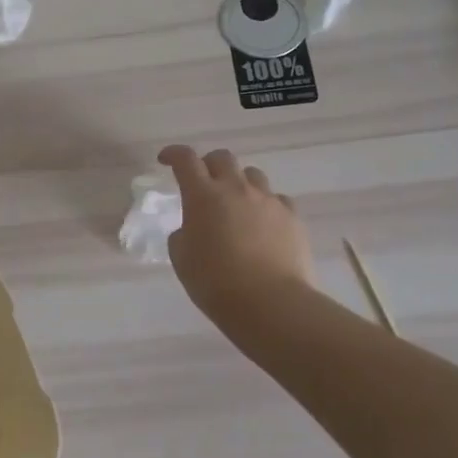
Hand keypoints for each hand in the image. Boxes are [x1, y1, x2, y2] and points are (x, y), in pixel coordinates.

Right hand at [159, 144, 313, 324]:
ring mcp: (268, 201)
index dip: (173, 154)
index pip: (185, 160)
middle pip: (222, 158)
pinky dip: (265, 205)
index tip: (165, 160)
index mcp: (203, 196)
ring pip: (252, 175)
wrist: (270, 303)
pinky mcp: (292, 217)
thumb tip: (193, 228)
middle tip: (202, 182)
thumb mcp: (182, 258)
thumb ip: (183, 234)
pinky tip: (262, 224)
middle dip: (208, 164)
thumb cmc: (215, 282)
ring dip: (239, 182)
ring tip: (235, 204)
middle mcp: (236, 189)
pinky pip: (276, 199)